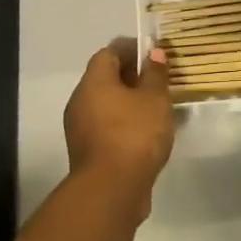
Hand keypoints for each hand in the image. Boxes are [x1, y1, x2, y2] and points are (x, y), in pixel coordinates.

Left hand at [64, 39, 173, 217]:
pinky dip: (125, 124)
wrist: (111, 192)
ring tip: (158, 108)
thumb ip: (155, 74)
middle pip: (106, 78)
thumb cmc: (134, 135)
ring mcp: (81, 129)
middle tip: (160, 81)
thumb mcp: (155, 99)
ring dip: (130, 102)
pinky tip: (148, 134)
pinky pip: (107, 127)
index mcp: (94, 82)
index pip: (109, 52)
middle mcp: (81, 101)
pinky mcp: (88, 152)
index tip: (154, 54)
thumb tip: (154, 53)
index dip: (132, 48)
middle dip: (132, 76)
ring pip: (107, 105)